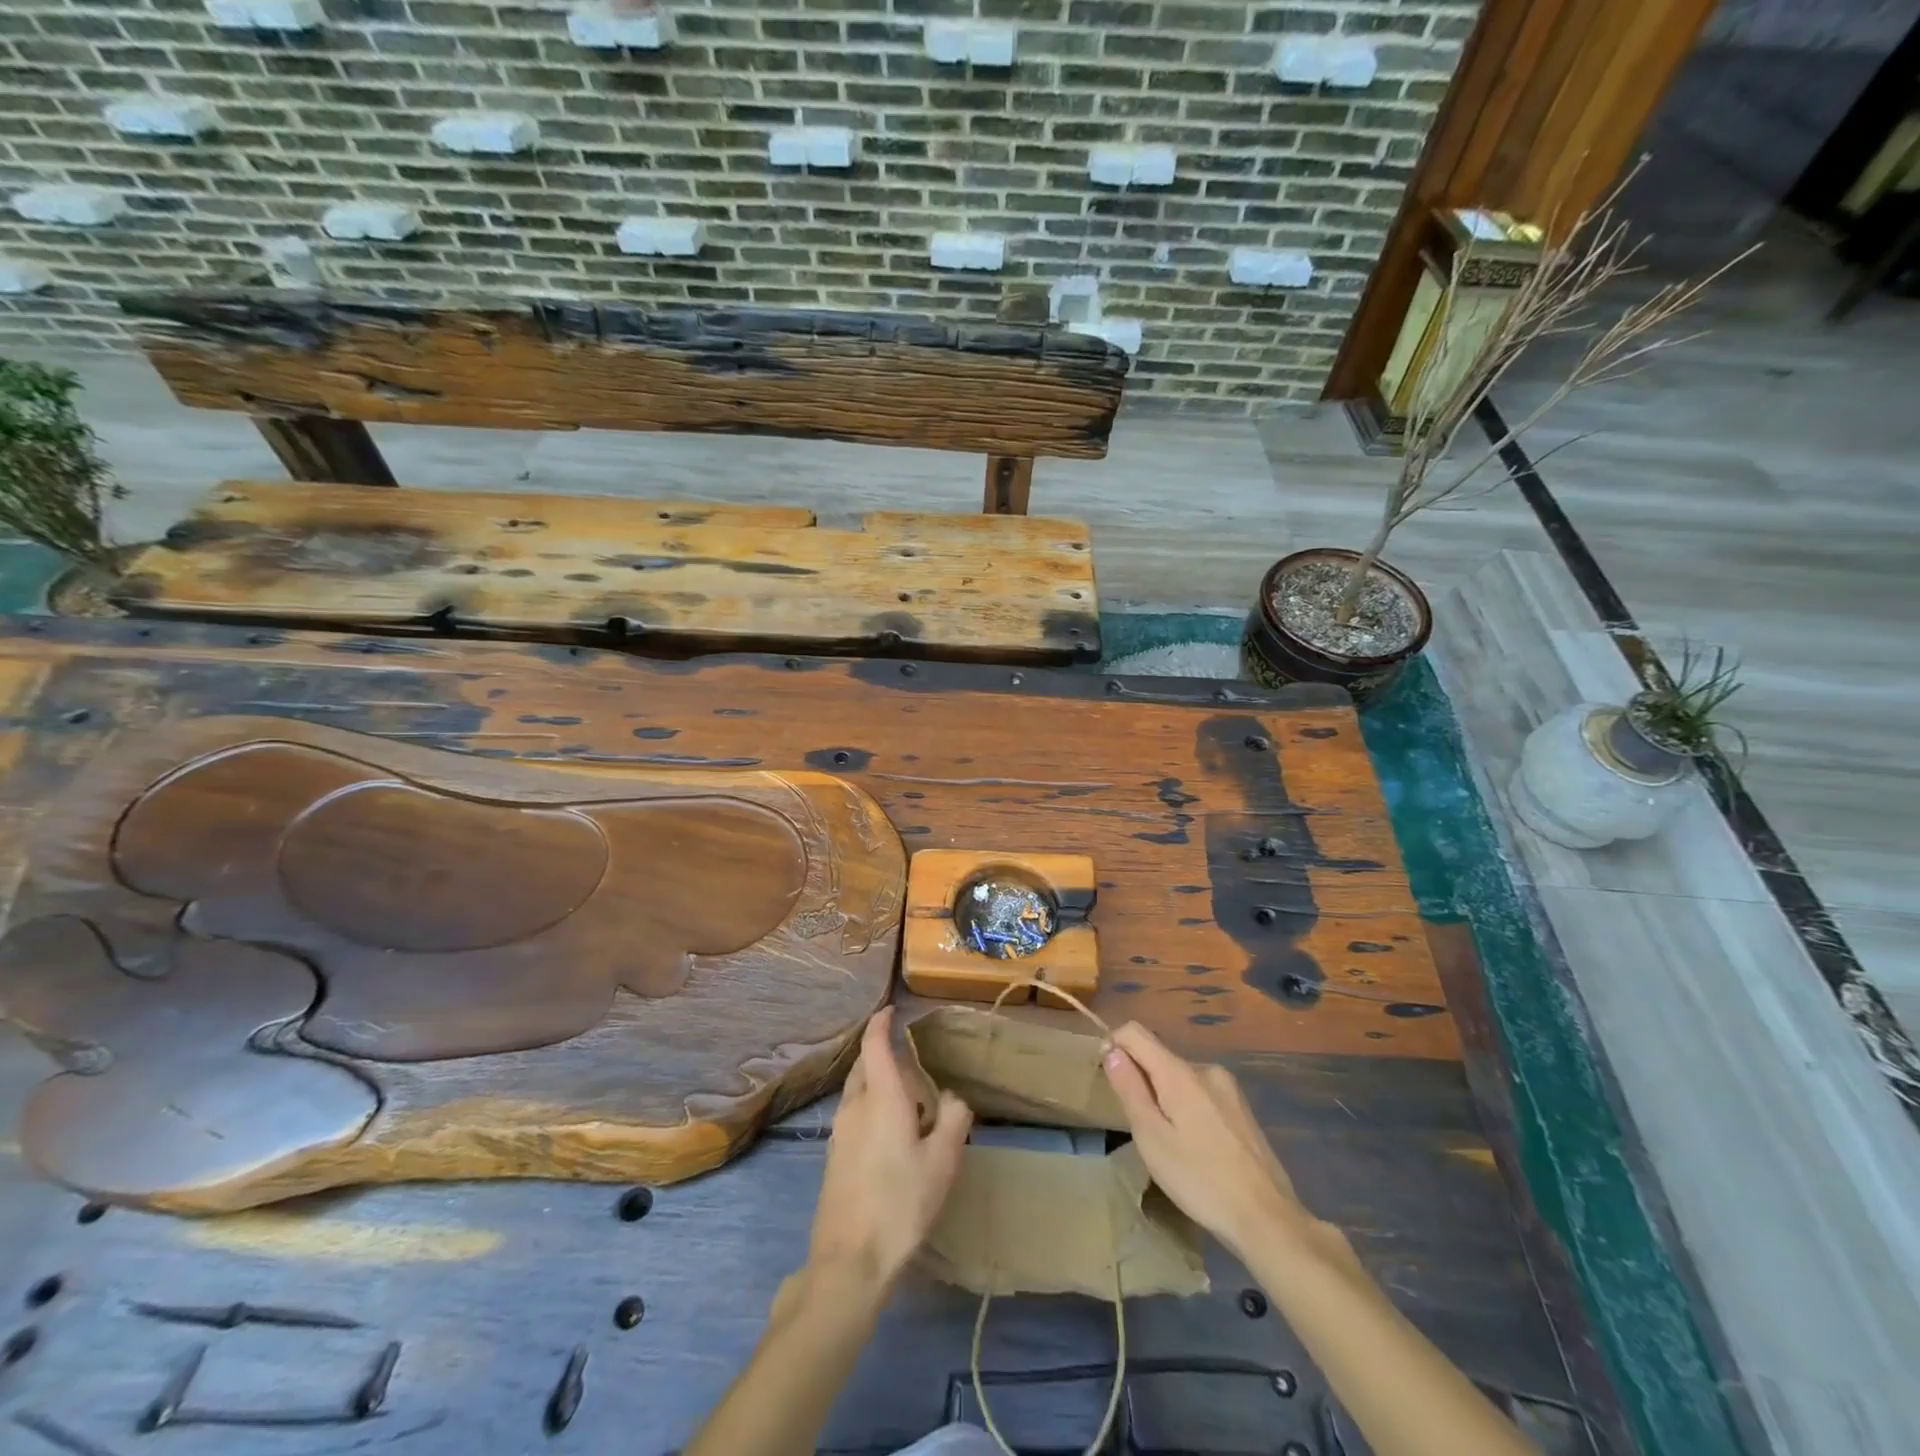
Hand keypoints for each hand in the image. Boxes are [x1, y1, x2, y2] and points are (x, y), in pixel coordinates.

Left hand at [808, 1007, 972, 1292]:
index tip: (890, 1010)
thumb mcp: (942, 1162)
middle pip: (863, 1066)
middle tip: (908, 1059)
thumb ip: (953, 1121)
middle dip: (880, 1053)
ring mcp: (838, 1133)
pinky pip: (852, 1115)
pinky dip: (869, 1107)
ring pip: (856, 1091)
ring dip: (875, 1082)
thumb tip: (953, 1099)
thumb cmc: (901, 1204)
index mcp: (881, 1098)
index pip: (874, 1045)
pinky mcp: (833, 1157)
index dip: (881, 1023)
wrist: (850, 1261)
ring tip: (902, 1097)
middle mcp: (854, 1107)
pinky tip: (887, 1132)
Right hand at [1102, 1021, 1317, 1259]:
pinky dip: (1187, 1109)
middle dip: (1142, 1081)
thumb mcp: (1152, 1138)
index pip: (1135, 1032)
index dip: (1113, 1045)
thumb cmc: (1200, 1180)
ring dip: (1165, 1098)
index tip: (1108, 1079)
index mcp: (1180, 1072)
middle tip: (1143, 1130)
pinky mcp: (1242, 1109)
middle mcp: (1206, 1068)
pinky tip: (1196, 1150)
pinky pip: (1201, 1094)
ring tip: (1170, 1145)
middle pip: (1159, 1056)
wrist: (1268, 1219)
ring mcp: (1229, 1088)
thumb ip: (1130, 1089)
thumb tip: (1112, 1049)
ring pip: (1180, 1078)